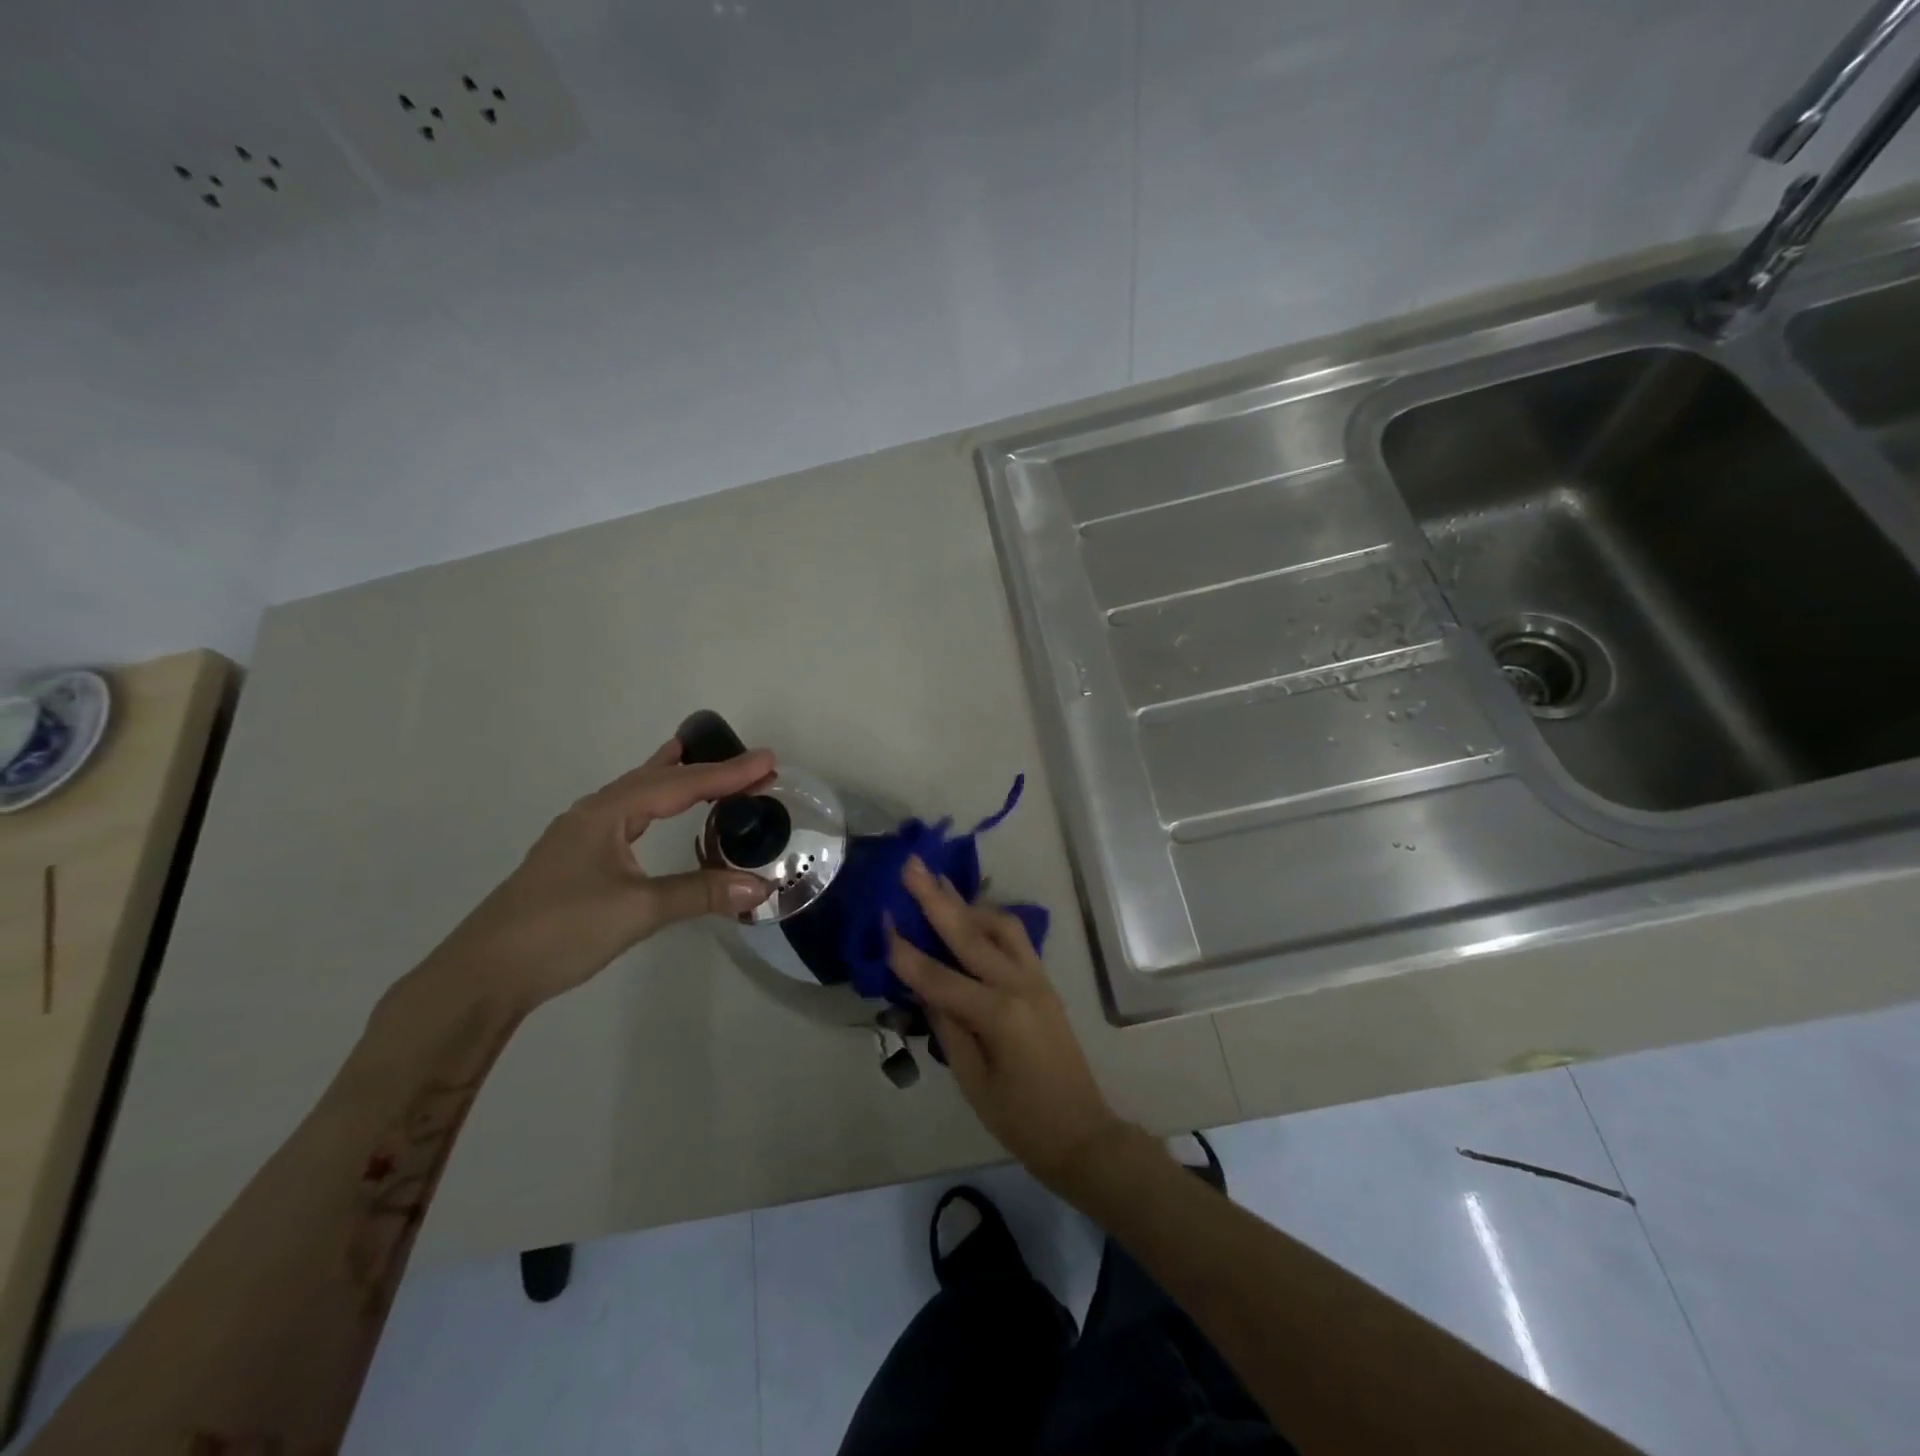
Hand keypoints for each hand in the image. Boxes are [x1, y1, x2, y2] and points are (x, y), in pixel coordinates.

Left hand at [422, 739, 776, 1011]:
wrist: (483, 975)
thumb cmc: (561, 931)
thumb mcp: (638, 910)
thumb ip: (700, 893)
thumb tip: (760, 887)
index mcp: (607, 813)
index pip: (680, 785)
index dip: (728, 775)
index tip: (770, 763)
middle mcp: (593, 814)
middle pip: (658, 780)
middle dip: (706, 771)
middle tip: (750, 766)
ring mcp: (579, 836)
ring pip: (636, 793)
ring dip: (673, 778)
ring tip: (695, 758)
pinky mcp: (574, 859)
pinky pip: (625, 813)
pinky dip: (651, 801)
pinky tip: (650, 811)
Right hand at [889, 856, 1124, 1185]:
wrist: (1081, 1132)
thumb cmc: (1020, 1118)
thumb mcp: (972, 1080)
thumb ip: (947, 1026)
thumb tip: (922, 986)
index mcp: (998, 1014)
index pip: (940, 976)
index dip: (906, 952)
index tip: (882, 920)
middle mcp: (1020, 984)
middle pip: (970, 933)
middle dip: (936, 898)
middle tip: (912, 865)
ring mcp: (1037, 978)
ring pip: (999, 925)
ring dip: (966, 903)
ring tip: (937, 884)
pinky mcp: (1044, 981)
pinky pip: (1015, 939)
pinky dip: (989, 921)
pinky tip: (970, 916)